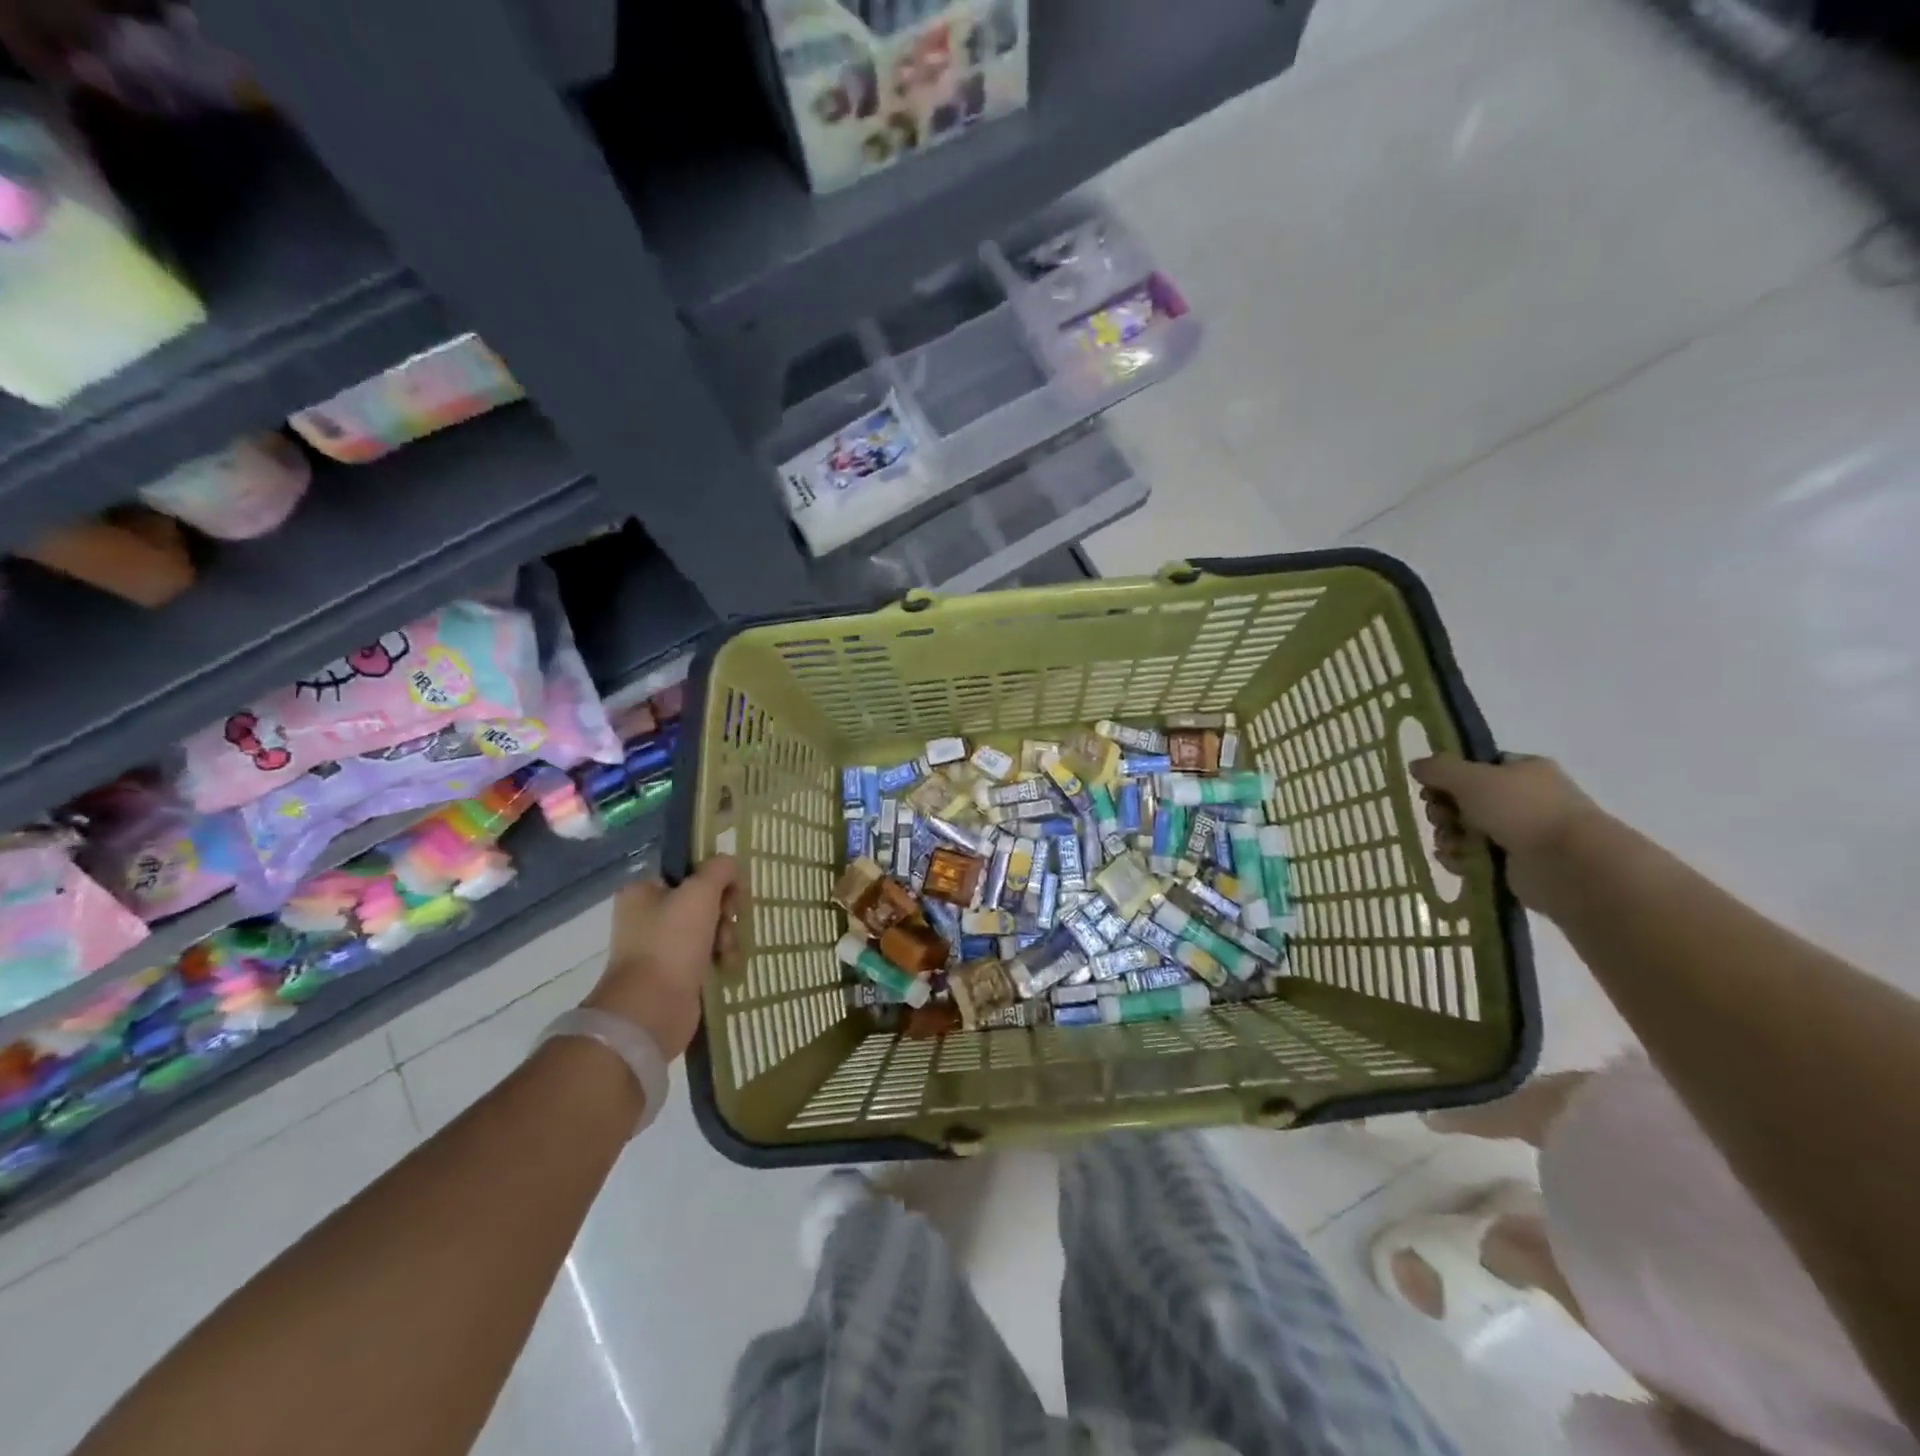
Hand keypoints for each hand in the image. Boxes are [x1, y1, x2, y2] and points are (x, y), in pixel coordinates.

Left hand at [584, 857, 737, 1059]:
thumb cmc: (672, 943)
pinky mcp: (671, 974)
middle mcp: (646, 916)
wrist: (651, 1009)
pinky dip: (719, 958)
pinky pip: (704, 955)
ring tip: (727, 953)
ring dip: (725, 937)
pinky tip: (727, 966)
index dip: (716, 880)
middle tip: (728, 924)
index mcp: (642, 891)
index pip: (689, 871)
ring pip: (707, 928)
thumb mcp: (700, 892)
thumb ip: (720, 869)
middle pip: (701, 901)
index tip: (732, 895)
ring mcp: (658, 947)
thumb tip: (731, 866)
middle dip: (723, 913)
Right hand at [1410, 754, 1601, 908]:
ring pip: (1465, 830)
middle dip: (1444, 811)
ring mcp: (1521, 833)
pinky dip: (1460, 859)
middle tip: (1440, 818)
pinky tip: (1457, 861)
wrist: (1567, 864)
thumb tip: (1416, 765)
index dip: (1449, 777)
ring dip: (1448, 836)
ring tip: (1450, 845)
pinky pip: (1474, 857)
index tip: (1431, 788)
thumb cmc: (1521, 809)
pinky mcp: (1514, 864)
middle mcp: (1524, 799)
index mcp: (1524, 771)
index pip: (1476, 767)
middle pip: (1464, 800)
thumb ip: (1438, 768)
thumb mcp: (1471, 778)